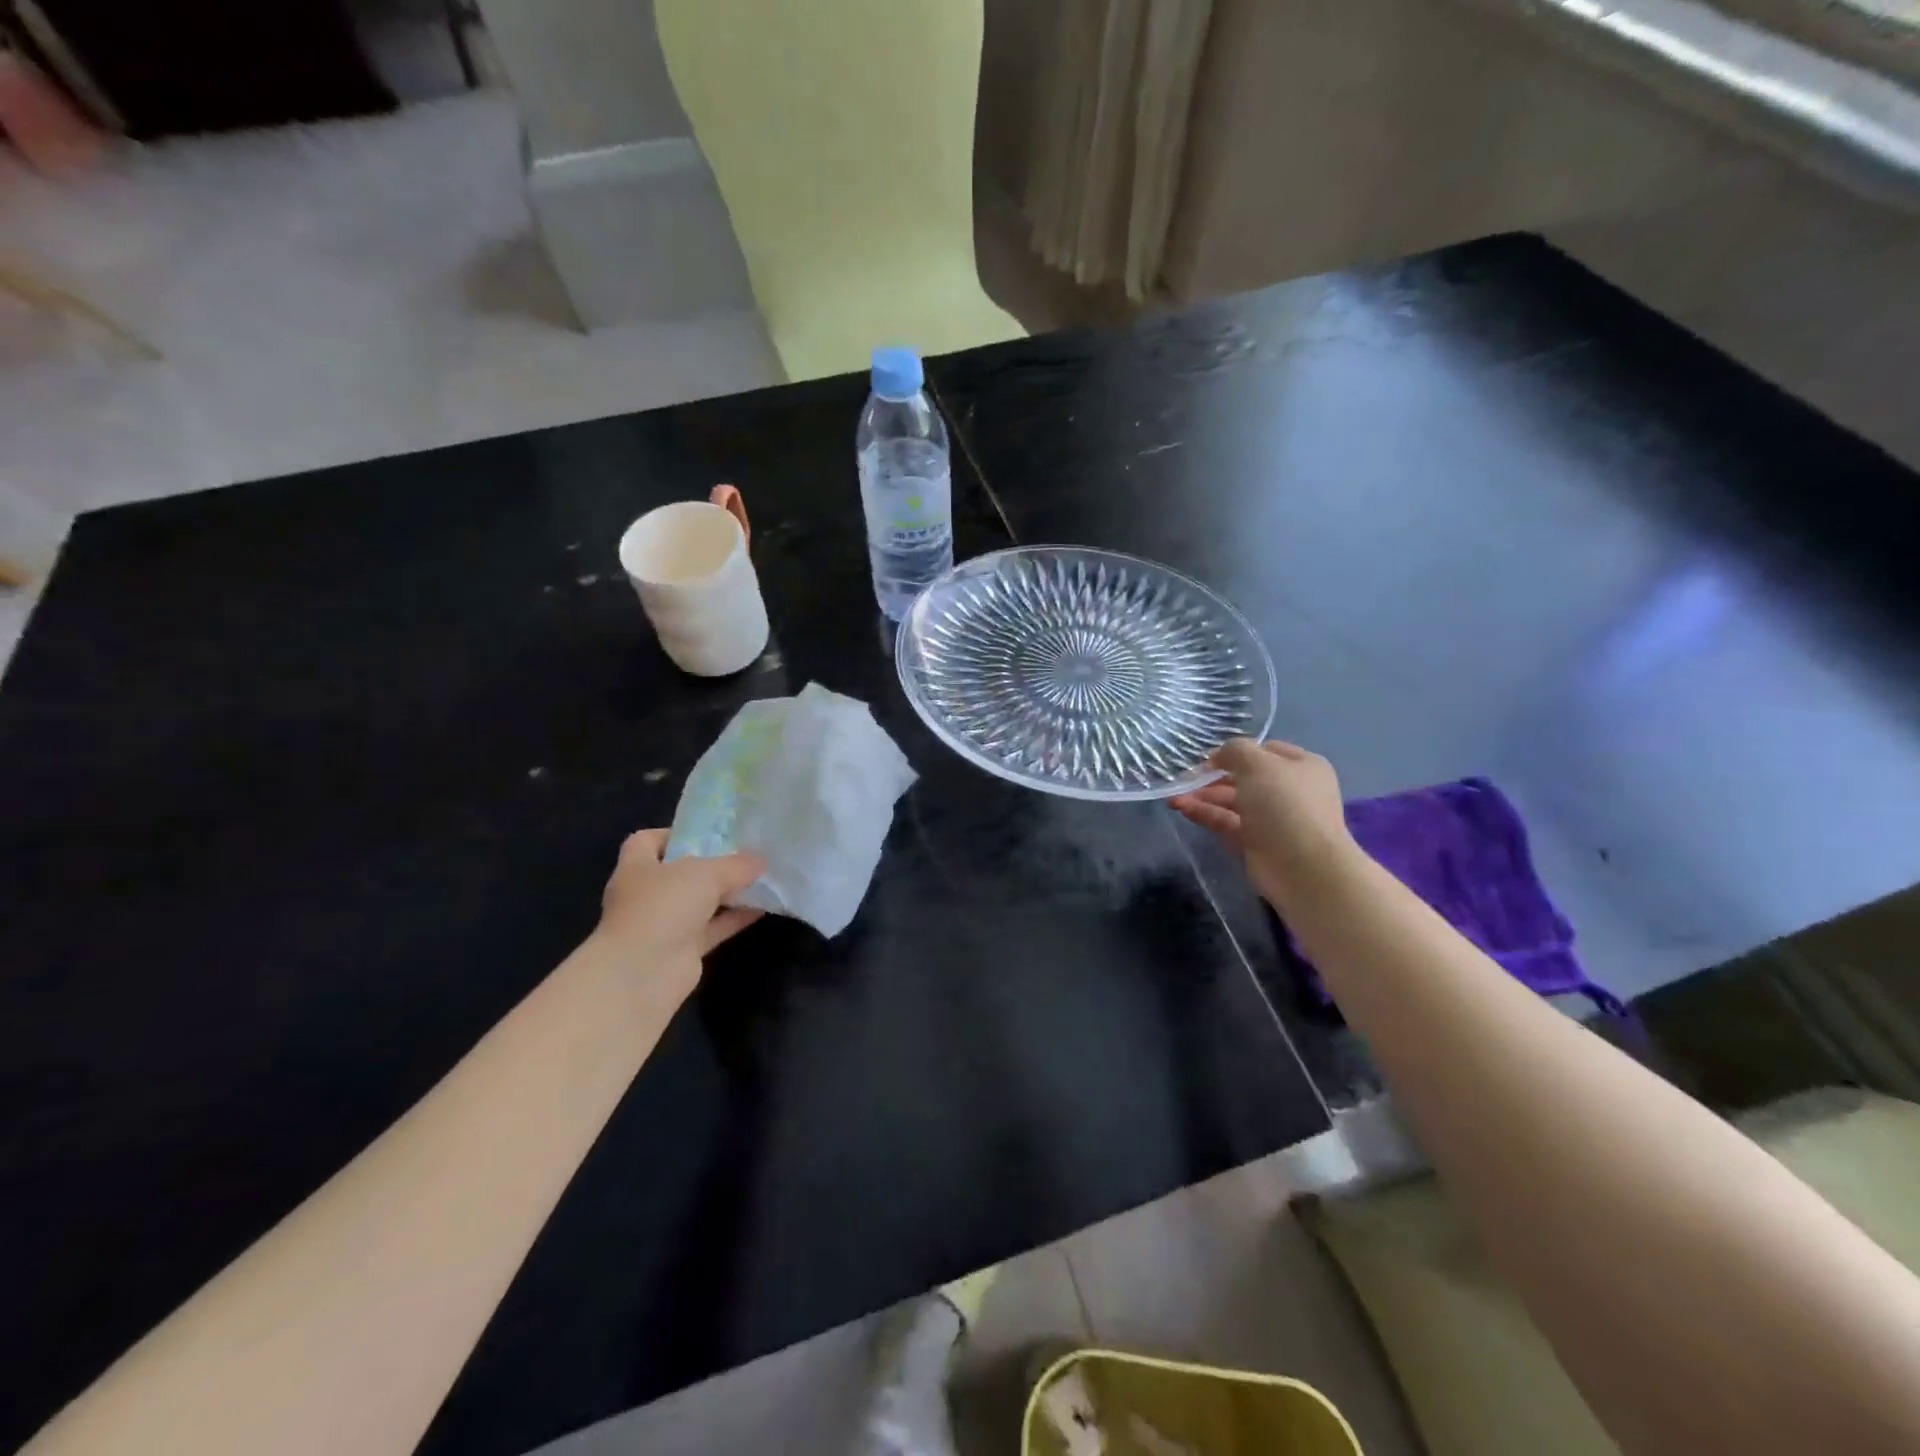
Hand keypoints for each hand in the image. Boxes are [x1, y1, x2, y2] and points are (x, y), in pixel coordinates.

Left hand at [589, 829, 765, 996]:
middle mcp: (646, 894)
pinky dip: (734, 919)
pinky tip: (761, 909)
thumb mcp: (706, 873)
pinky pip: (712, 928)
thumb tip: (759, 861)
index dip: (673, 834)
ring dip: (726, 893)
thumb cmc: (664, 906)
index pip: (647, 841)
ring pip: (699, 902)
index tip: (706, 834)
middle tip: (743, 855)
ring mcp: (663, 924)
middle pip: (679, 873)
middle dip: (710, 865)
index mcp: (637, 867)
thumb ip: (735, 865)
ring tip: (759, 880)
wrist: (644, 972)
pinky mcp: (681, 950)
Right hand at [1171, 739, 1356, 907]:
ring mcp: (1273, 819)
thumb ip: (1235, 750)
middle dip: (1214, 777)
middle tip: (1186, 779)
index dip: (1236, 751)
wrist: (1304, 867)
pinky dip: (1206, 814)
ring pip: (1233, 801)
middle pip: (1245, 777)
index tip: (1209, 758)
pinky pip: (1228, 822)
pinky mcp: (1257, 843)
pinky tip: (1182, 808)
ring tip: (1174, 797)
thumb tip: (1220, 755)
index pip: (1265, 751)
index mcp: (1302, 766)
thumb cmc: (1285, 805)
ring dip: (1204, 796)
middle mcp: (1290, 791)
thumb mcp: (1258, 764)